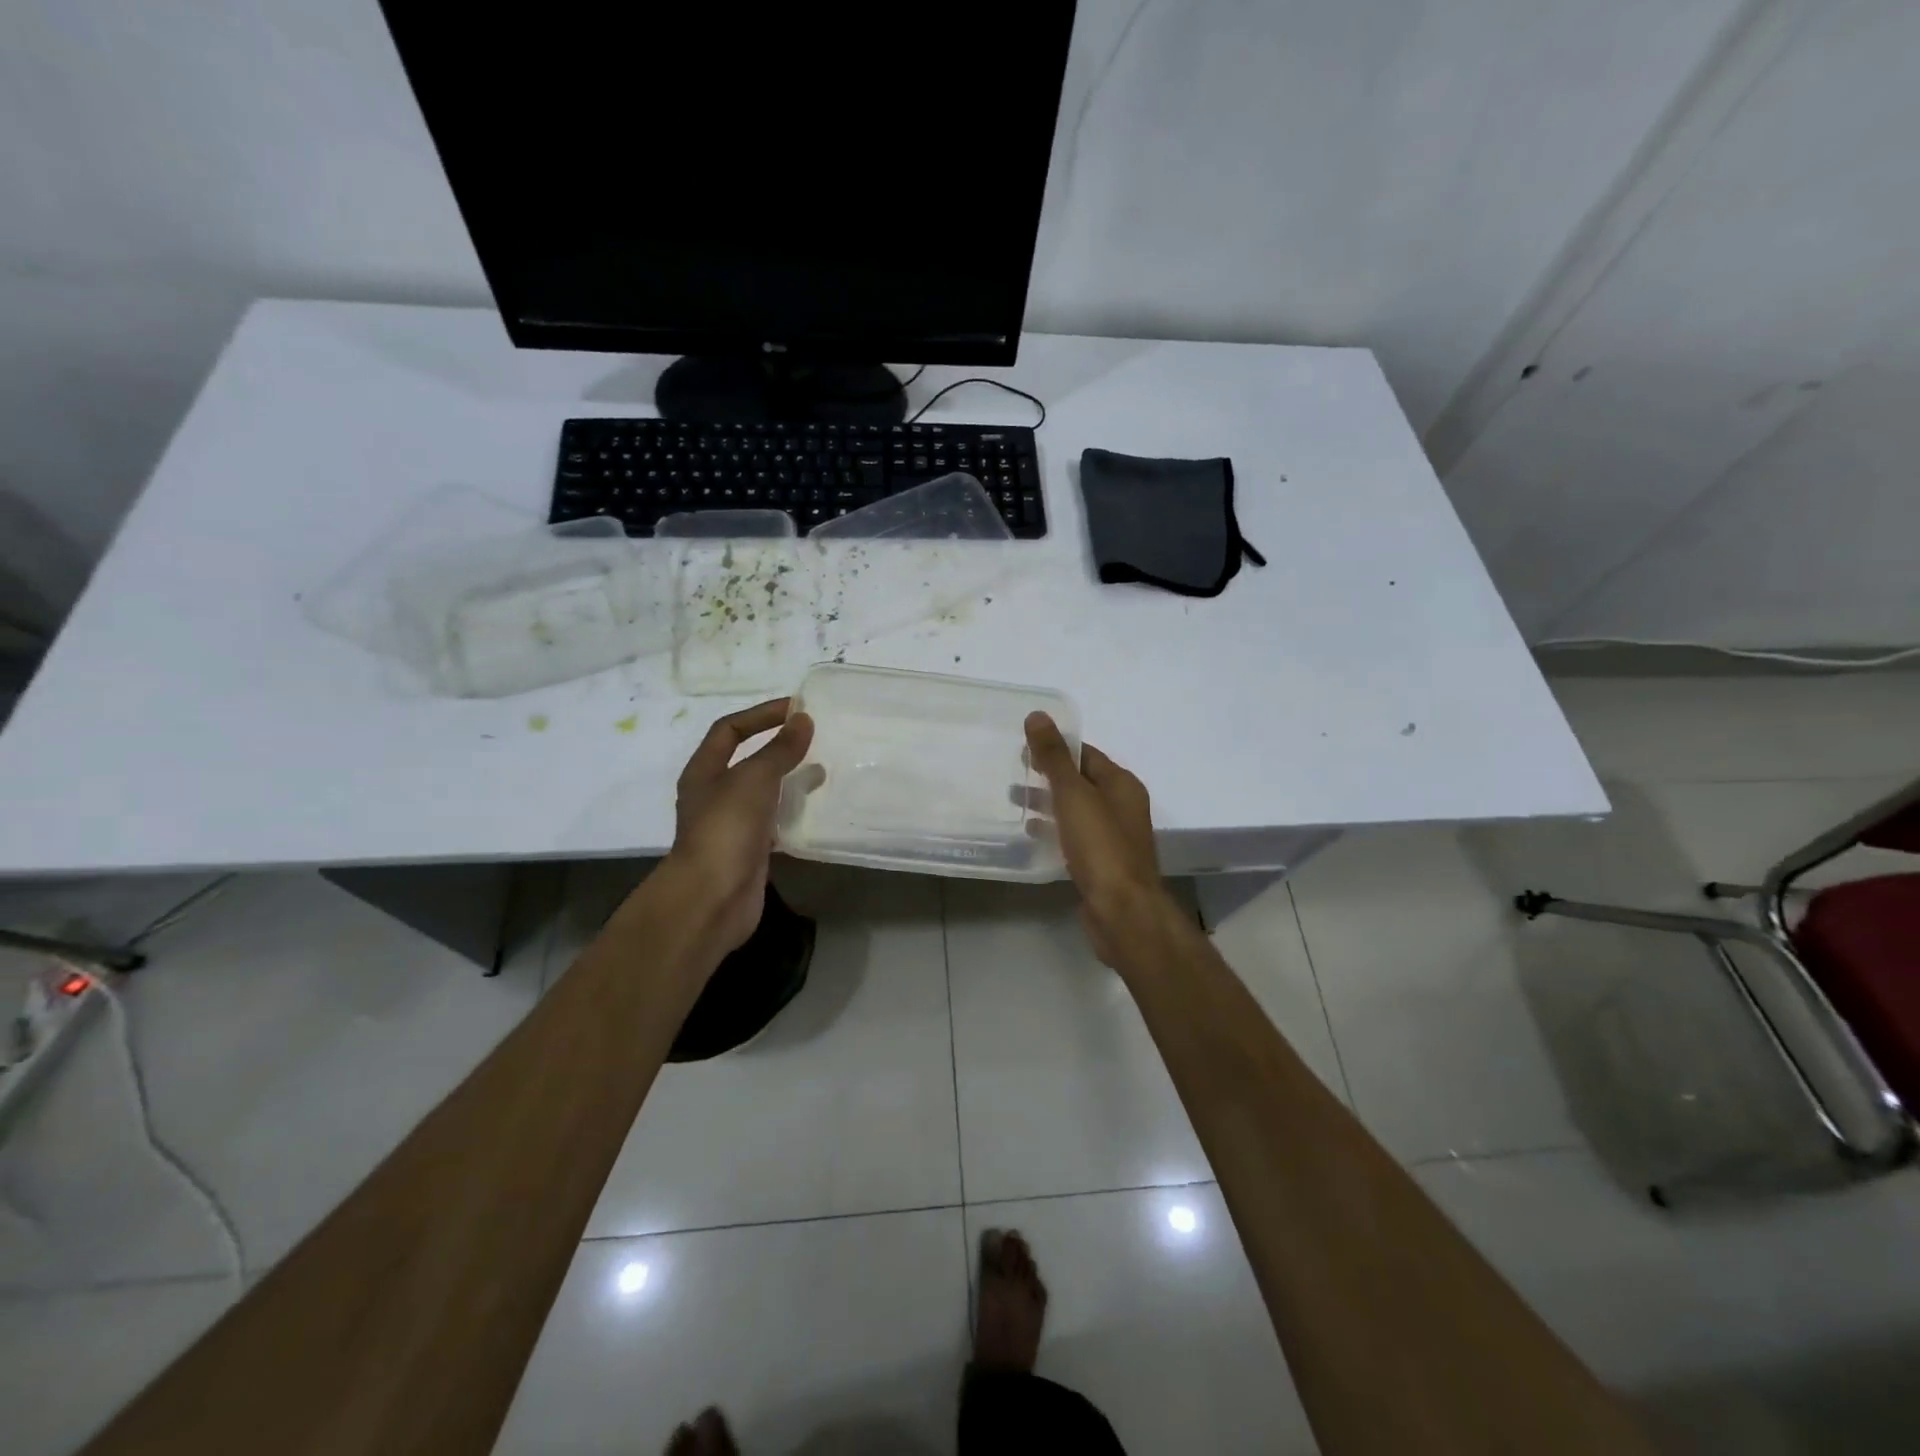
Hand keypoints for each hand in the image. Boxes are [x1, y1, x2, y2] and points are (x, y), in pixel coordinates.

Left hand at [660, 698, 813, 957]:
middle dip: (777, 746)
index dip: (760, 715)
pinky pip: (773, 821)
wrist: (713, 898)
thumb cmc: (727, 828)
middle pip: (745, 759)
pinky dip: (792, 810)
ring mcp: (730, 825)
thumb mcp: (754, 778)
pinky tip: (814, 809)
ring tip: (820, 770)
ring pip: (762, 791)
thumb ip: (780, 749)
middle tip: (813, 739)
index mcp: (703, 771)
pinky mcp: (749, 850)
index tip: (796, 709)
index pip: (729, 729)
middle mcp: (713, 794)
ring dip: (788, 778)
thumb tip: (803, 720)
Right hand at [1024, 712, 1174, 968]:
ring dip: (1048, 802)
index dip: (1057, 747)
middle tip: (1013, 772)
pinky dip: (1054, 829)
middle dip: (1049, 775)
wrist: (1122, 911)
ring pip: (1077, 810)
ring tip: (1013, 800)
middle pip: (1082, 781)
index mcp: (1121, 784)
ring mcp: (1114, 837)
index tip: (1023, 747)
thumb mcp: (1073, 795)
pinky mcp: (1102, 864)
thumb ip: (1054, 757)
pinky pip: (1075, 836)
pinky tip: (1031, 834)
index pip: (1086, 754)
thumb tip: (1038, 715)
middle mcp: (1122, 806)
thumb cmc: (1100, 847)